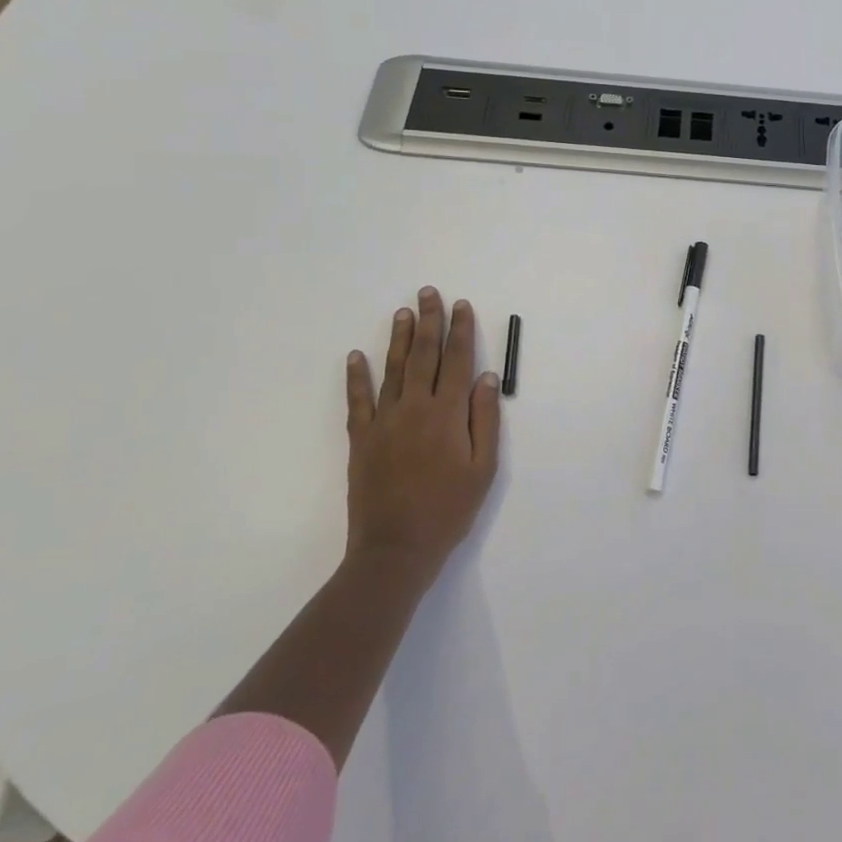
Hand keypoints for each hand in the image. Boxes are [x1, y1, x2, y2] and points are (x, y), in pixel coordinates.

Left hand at [344, 286, 500, 584]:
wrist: (396, 549)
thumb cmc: (449, 510)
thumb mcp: (483, 468)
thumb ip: (485, 419)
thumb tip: (486, 377)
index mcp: (448, 414)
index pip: (457, 360)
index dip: (461, 331)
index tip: (461, 306)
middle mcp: (415, 408)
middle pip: (424, 355)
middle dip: (429, 321)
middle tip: (429, 292)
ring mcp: (384, 421)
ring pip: (392, 369)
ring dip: (398, 338)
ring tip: (403, 312)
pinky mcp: (361, 439)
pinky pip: (358, 400)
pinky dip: (356, 376)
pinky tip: (356, 356)